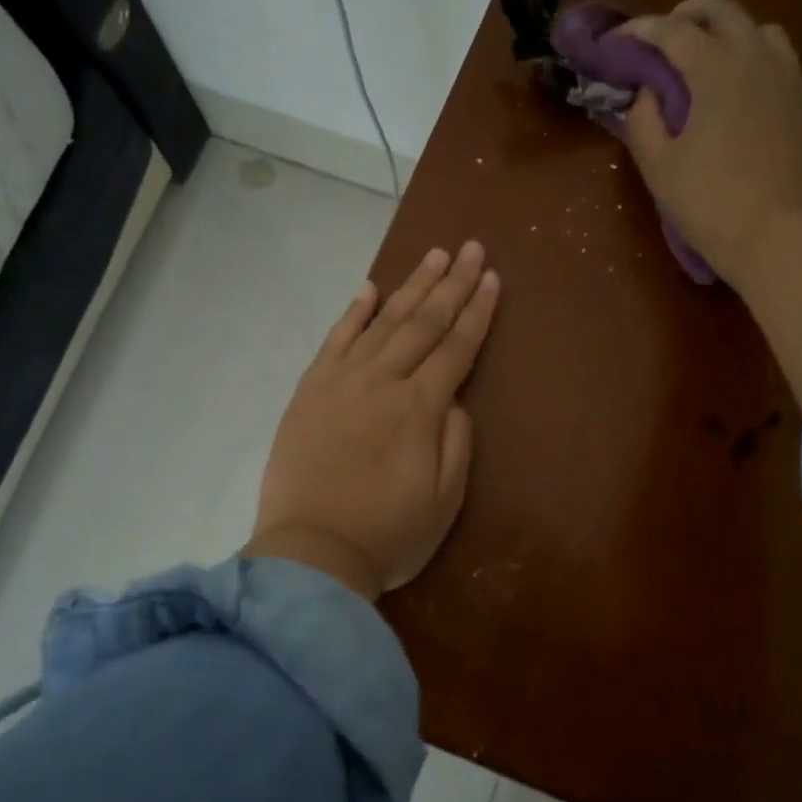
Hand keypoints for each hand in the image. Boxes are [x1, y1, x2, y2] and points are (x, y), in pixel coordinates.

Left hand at [245, 242, 500, 600]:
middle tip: (470, 248)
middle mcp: (382, 382)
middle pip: (423, 324)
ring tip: (433, 256)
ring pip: (382, 322)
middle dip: (451, 284)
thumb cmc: (388, 534)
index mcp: (420, 409)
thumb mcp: (445, 500)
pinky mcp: (310, 391)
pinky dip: (353, 312)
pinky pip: (334, 340)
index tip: (492, 278)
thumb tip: (453, 399)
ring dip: (411, 287)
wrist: (311, 554)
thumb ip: (456, 441)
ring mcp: (341, 382)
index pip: (456, 348)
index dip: (477, 312)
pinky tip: (369, 289)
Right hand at [619, 0, 801, 289]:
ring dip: (726, 31)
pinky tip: (738, 85)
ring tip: (705, 57)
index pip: (673, 32)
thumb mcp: (657, 165)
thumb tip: (647, 94)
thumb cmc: (706, 201)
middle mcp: (754, 59)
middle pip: (722, 11)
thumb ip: (643, 120)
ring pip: (757, 28)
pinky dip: (753, 55)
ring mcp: (785, 78)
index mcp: (715, 70)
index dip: (641, 30)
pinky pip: (778, 57)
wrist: (772, 234)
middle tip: (662, 36)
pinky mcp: (801, 102)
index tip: (619, 40)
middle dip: (687, 15)